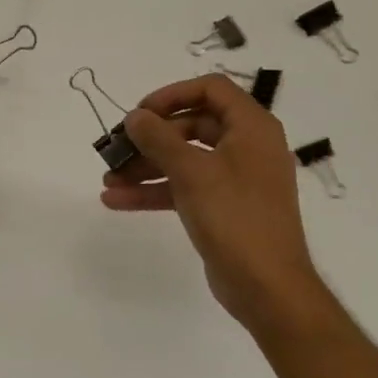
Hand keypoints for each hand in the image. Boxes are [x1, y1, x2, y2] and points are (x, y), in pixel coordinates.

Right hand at [101, 74, 324, 332]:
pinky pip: (185, 187)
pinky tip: (118, 200)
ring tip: (108, 179)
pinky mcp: (224, 207)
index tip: (141, 113)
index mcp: (252, 127)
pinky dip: (155, 190)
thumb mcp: (192, 172)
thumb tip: (135, 116)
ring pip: (184, 159)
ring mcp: (236, 179)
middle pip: (192, 124)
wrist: (268, 288)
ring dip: (146, 166)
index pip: (210, 89)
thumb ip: (159, 138)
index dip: (172, 94)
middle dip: (151, 137)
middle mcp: (247, 146)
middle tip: (118, 147)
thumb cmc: (235, 217)